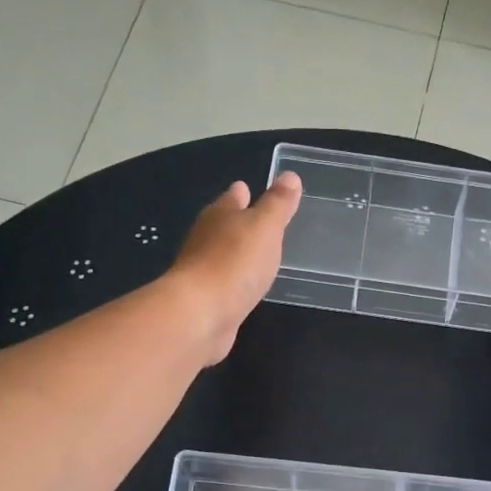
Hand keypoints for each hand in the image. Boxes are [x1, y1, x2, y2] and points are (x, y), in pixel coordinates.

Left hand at [166, 173, 302, 363]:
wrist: (200, 314)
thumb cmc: (234, 262)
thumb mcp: (265, 227)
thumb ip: (278, 204)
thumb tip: (290, 176)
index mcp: (220, 215)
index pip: (233, 197)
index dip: (243, 193)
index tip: (248, 188)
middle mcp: (206, 239)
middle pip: (223, 224)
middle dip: (238, 222)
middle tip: (258, 223)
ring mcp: (202, 271)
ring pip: (223, 254)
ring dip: (236, 253)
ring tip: (257, 255)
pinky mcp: (205, 299)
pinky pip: (224, 283)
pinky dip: (234, 281)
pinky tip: (245, 286)